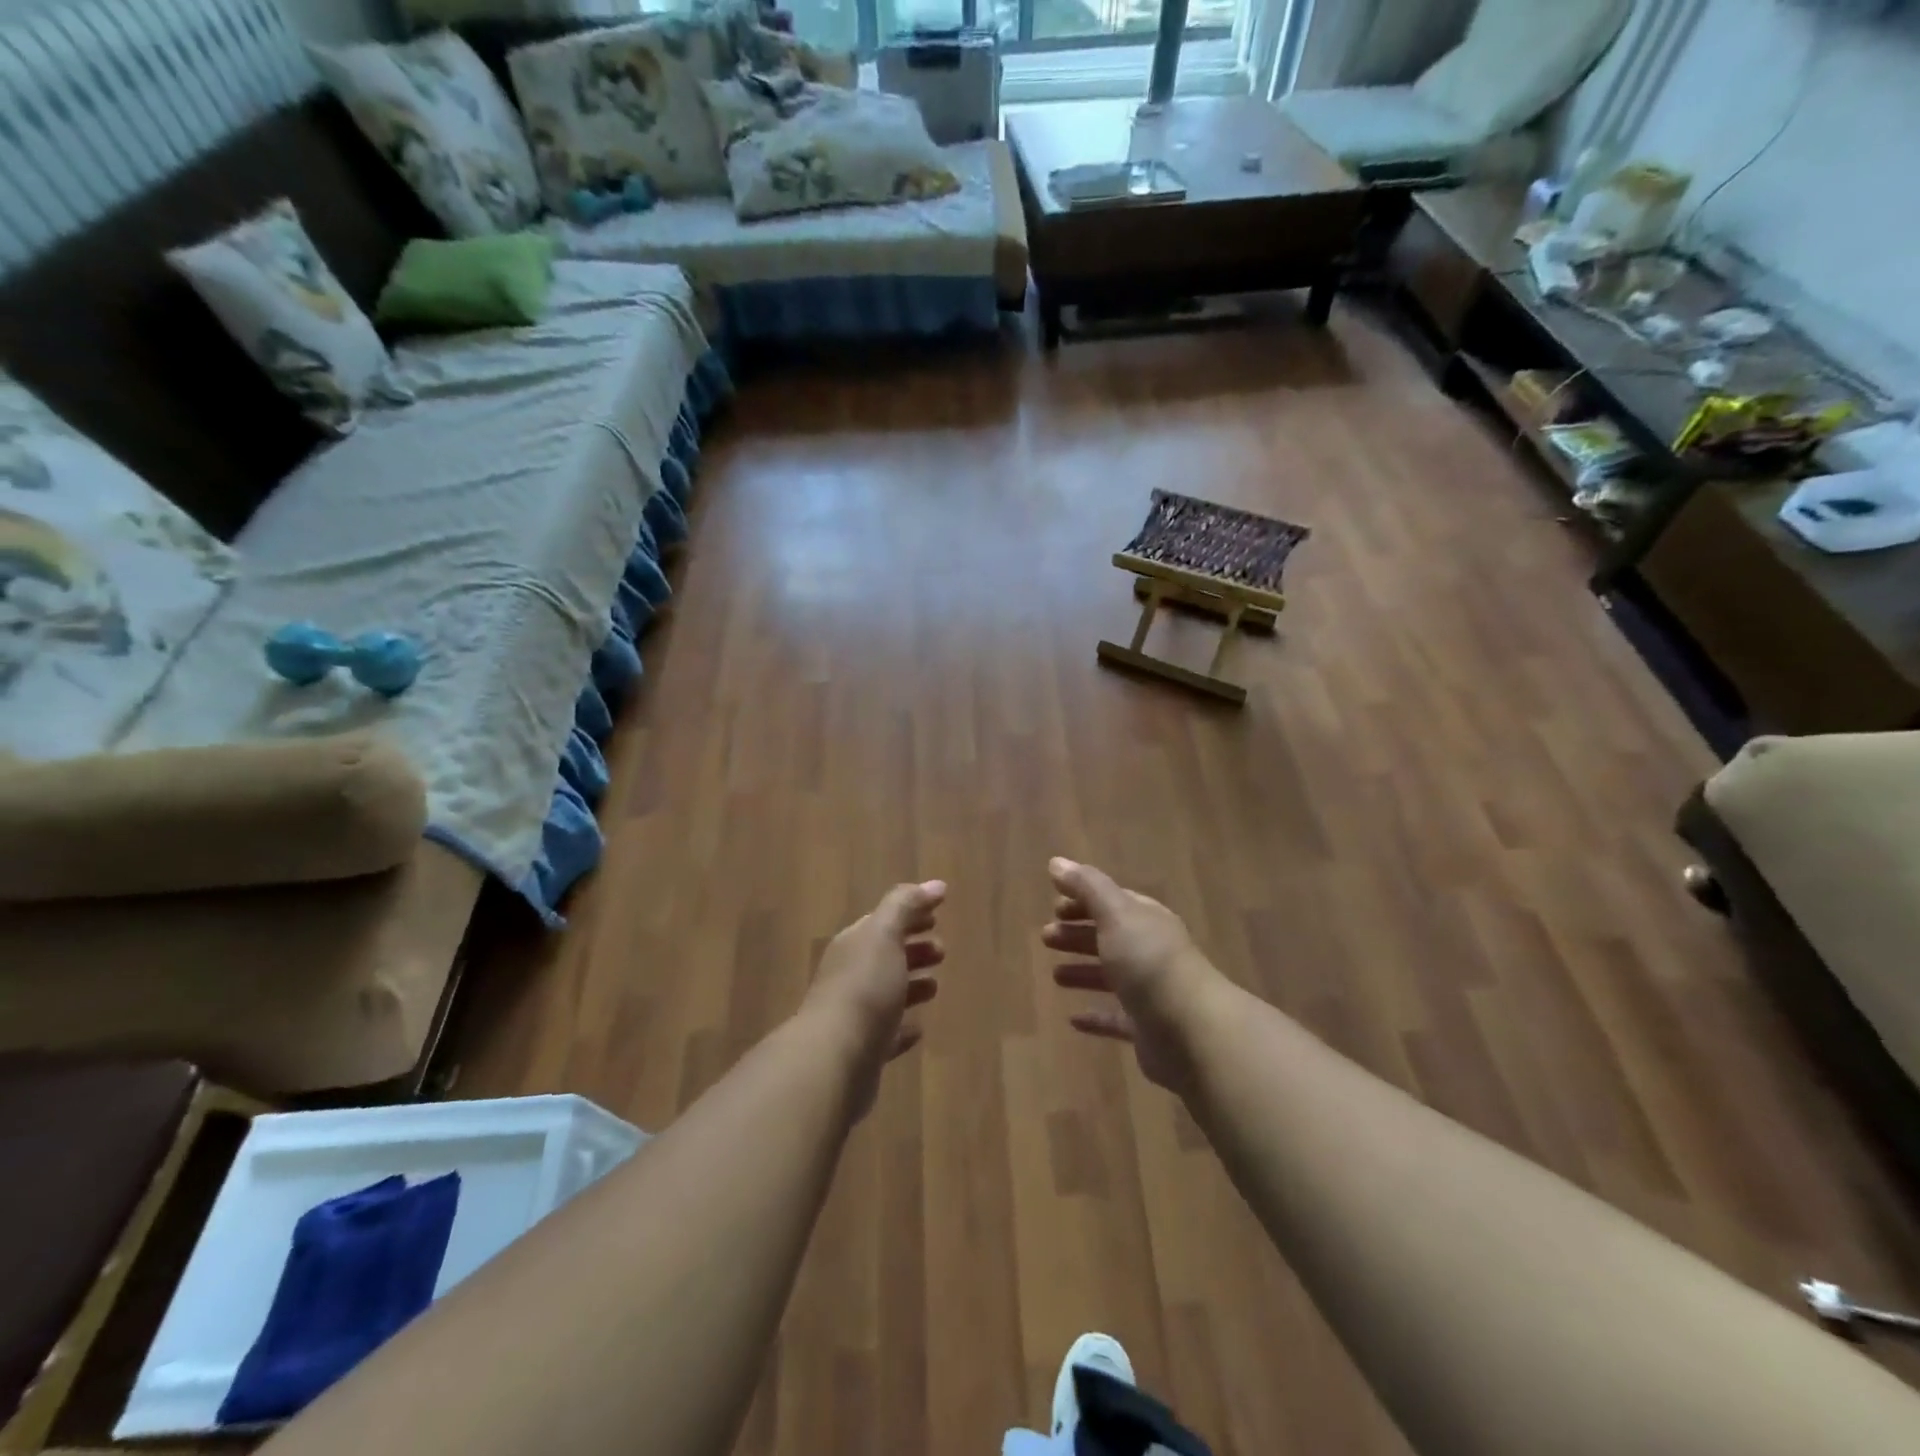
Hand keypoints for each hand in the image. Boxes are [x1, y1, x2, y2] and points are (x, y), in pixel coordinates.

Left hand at [803, 881, 946, 1118]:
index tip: (938, 914)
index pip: (884, 921)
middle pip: (885, 956)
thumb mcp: (884, 935)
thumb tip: (935, 884)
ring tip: (935, 987)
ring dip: (910, 986)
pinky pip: (887, 1034)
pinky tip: (917, 1030)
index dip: (910, 915)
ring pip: (887, 994)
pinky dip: (902, 1029)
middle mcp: (850, 975)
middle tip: (942, 952)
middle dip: (912, 949)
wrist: (834, 1059)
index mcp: (854, 944)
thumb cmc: (863, 988)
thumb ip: (906, 905)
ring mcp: (855, 1015)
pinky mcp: (863, 1052)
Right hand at [1043, 859, 1218, 1097]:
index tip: (1053, 906)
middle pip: (1110, 937)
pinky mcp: (1147, 1029)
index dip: (1083, 901)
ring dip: (1083, 972)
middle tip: (1045, 937)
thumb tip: (1056, 861)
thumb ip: (1087, 887)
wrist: (1191, 1030)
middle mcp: (1150, 952)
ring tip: (1054, 975)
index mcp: (1146, 920)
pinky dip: (1096, 1017)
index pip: (1113, 902)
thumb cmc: (1149, 962)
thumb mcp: (1116, 914)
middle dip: (1078, 934)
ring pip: (1111, 977)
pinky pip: (1116, 1019)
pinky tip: (1074, 1020)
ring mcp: (1150, 991)